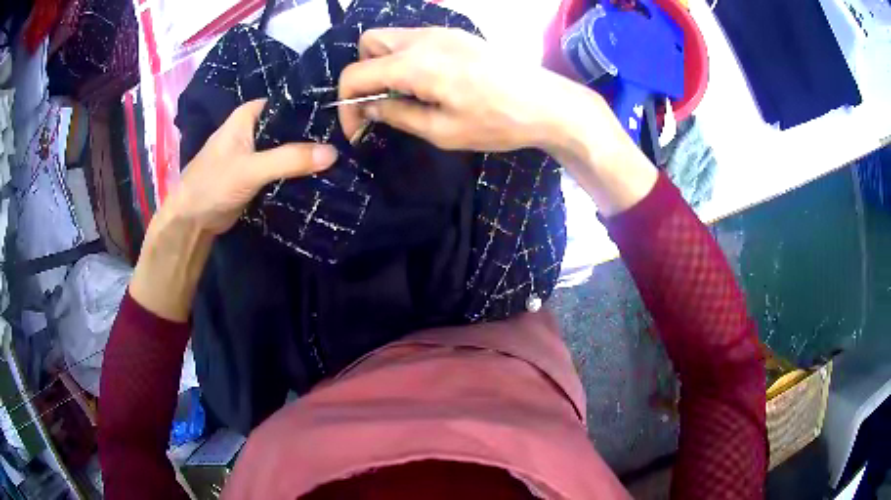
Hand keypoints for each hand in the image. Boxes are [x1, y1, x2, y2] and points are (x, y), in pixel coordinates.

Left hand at [131, 100, 337, 321]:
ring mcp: (255, 152)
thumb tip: (333, 153)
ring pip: (287, 148)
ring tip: (340, 158)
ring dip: (306, 155)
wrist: (192, 221)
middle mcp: (253, 128)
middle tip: (345, 142)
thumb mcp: (251, 169)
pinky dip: (296, 171)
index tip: (342, 118)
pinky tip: (319, 175)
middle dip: (313, 135)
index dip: (313, 110)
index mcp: (249, 115)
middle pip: (290, 127)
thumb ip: (290, 159)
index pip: (288, 104)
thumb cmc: (213, 184)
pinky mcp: (256, 173)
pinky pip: (282, 167)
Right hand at [337, 27, 655, 216]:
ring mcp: (443, 32)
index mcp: (415, 64)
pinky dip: (407, 58)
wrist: (548, 103)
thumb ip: (398, 115)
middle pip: (368, 43)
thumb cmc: (498, 122)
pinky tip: (429, 82)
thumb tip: (369, 108)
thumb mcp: (442, 131)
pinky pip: (416, 40)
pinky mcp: (458, 35)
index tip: (358, 130)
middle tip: (382, 103)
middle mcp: (423, 39)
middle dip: (364, 74)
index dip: (346, 105)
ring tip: (406, 95)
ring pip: (392, 38)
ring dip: (385, 64)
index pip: (355, 74)